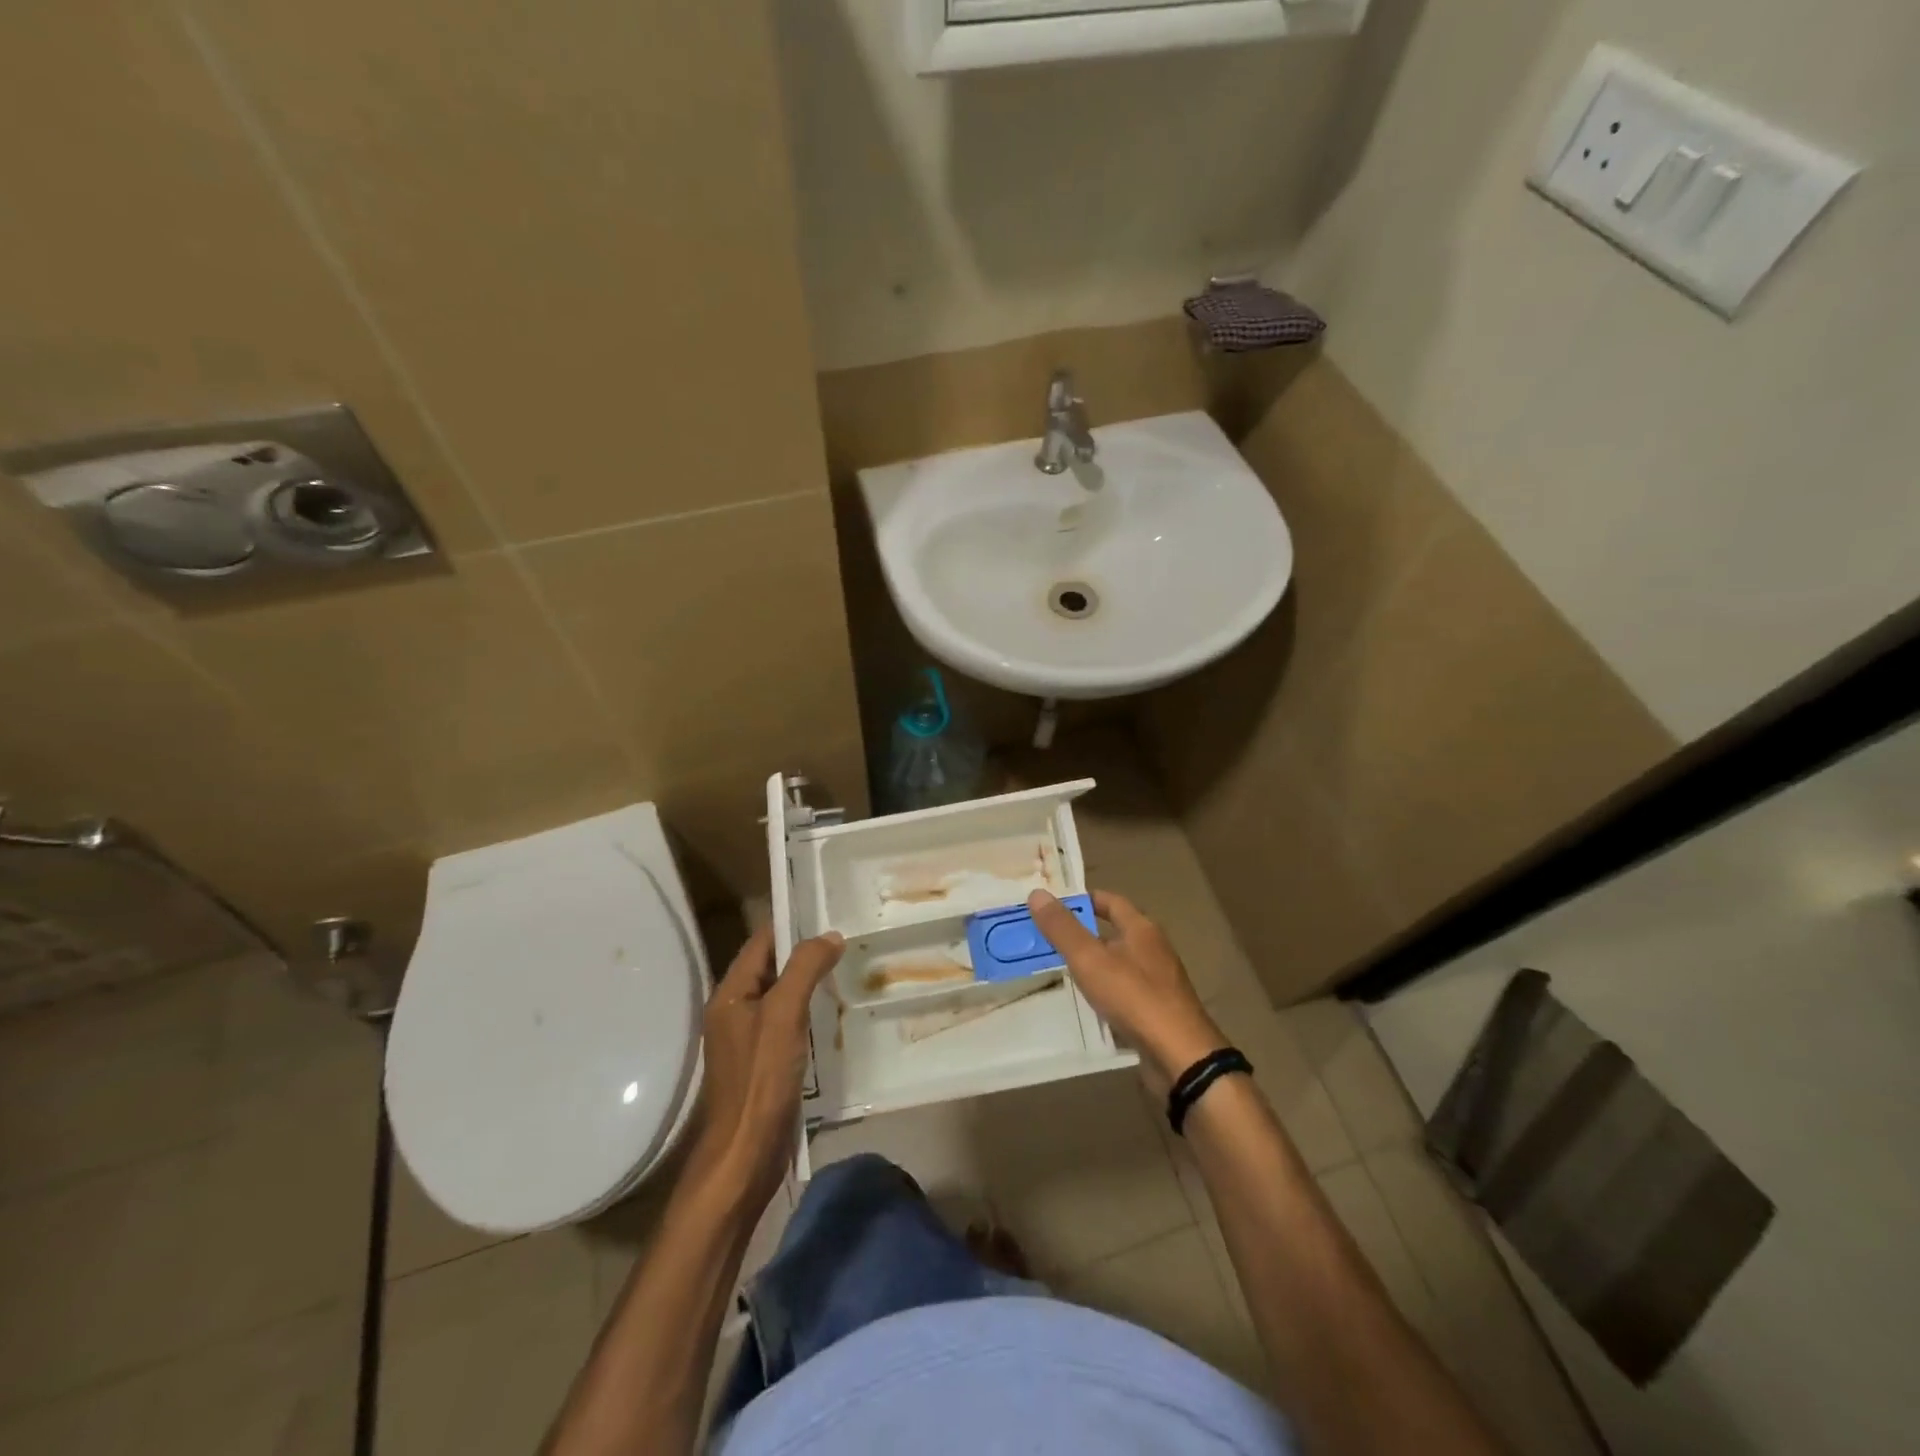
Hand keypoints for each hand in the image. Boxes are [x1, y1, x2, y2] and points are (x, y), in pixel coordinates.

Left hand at [683, 925, 844, 1211]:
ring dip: (809, 982)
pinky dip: (809, 1012)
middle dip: (805, 952)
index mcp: (730, 993)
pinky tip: (834, 1014)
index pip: (762, 942)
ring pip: (782, 996)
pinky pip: (788, 1023)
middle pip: (772, 967)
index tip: (829, 912)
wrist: (744, 1155)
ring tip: (848, 969)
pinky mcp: (763, 1063)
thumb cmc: (760, 1079)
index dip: (792, 924)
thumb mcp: (784, 1015)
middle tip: (847, 940)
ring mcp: (748, 1039)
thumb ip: (804, 969)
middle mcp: (735, 1010)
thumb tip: (830, 935)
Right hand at [1028, 889, 1227, 1094]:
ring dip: (1094, 966)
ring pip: (1119, 965)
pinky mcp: (1158, 1012)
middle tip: (1048, 938)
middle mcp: (1154, 950)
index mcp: (1142, 929)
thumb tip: (1037, 893)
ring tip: (1060, 971)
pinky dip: (1105, 993)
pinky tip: (1086, 1005)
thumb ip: (1062, 928)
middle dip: (1084, 934)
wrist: (1180, 1056)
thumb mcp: (1090, 959)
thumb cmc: (1134, 997)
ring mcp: (1159, 983)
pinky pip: (1125, 993)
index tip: (1055, 904)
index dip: (1084, 899)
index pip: (1111, 901)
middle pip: (1115, 933)